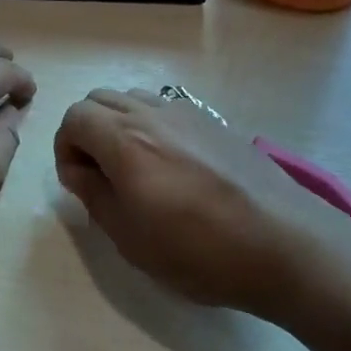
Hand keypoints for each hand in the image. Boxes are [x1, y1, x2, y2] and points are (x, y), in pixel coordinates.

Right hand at [54, 87, 343, 319]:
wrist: (285, 246)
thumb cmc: (199, 250)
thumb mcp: (129, 236)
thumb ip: (93, 194)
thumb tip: (78, 169)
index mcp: (125, 140)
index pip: (74, 117)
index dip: (65, 148)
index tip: (79, 182)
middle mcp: (153, 114)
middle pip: (99, 99)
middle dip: (87, 131)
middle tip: (100, 174)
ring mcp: (188, 113)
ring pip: (133, 99)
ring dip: (119, 125)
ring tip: (136, 170)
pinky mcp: (215, 123)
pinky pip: (166, 109)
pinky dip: (151, 127)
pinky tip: (173, 168)